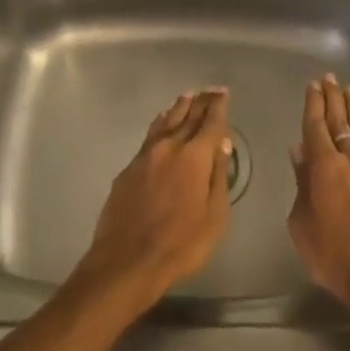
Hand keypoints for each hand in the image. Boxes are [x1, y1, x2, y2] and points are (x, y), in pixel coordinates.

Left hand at [68, 88, 232, 315]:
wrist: (127, 261)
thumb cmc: (181, 243)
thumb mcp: (214, 215)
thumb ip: (218, 176)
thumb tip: (221, 144)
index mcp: (194, 157)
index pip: (210, 123)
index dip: (218, 107)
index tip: (222, 92)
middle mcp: (168, 148)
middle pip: (187, 117)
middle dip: (200, 102)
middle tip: (209, 90)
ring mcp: (144, 157)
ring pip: (164, 123)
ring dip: (177, 109)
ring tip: (186, 97)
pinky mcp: (127, 170)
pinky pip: (149, 137)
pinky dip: (159, 125)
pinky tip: (160, 124)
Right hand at [287, 75, 349, 322]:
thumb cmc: (332, 255)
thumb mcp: (302, 223)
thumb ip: (301, 184)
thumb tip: (299, 153)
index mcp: (323, 167)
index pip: (315, 127)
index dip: (313, 104)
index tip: (312, 86)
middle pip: (340, 121)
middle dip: (333, 98)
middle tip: (329, 78)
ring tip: (349, 90)